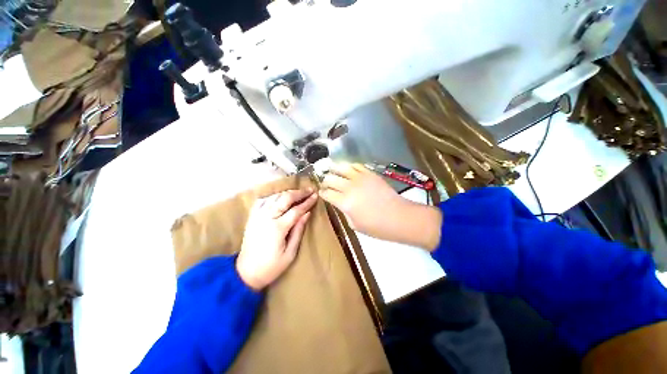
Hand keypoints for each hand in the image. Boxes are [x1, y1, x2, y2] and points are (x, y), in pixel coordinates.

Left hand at [236, 189, 317, 290]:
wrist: (245, 272)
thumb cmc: (271, 266)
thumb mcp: (290, 253)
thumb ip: (299, 231)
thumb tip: (307, 213)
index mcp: (277, 228)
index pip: (296, 210)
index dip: (307, 202)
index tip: (316, 195)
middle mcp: (266, 218)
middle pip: (285, 198)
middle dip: (299, 193)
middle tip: (309, 189)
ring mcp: (257, 216)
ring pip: (274, 197)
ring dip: (288, 192)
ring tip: (299, 192)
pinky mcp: (252, 217)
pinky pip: (263, 200)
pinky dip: (273, 196)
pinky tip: (280, 197)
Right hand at [319, 163, 441, 250]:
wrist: (398, 217)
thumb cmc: (376, 226)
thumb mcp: (354, 224)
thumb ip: (344, 211)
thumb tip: (341, 203)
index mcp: (344, 202)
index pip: (327, 193)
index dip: (322, 193)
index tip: (322, 192)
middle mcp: (349, 187)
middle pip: (330, 178)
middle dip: (325, 181)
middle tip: (326, 183)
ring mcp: (360, 178)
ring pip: (341, 167)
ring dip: (334, 169)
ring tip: (332, 170)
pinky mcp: (370, 173)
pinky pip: (356, 165)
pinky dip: (349, 166)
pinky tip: (348, 169)